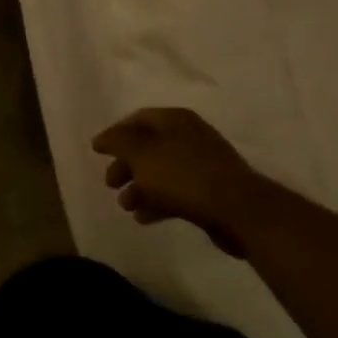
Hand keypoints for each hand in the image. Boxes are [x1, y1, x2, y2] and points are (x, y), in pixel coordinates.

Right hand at [91, 107, 261, 251]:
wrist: (238, 210)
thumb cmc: (183, 175)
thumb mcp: (141, 153)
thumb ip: (117, 142)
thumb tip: (101, 138)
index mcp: (175, 121)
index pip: (137, 119)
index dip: (115, 134)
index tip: (98, 152)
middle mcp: (189, 137)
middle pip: (148, 147)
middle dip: (125, 166)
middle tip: (110, 183)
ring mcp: (202, 165)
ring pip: (160, 172)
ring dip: (138, 188)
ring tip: (125, 207)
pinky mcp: (209, 192)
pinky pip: (175, 193)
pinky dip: (157, 202)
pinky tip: (143, 218)